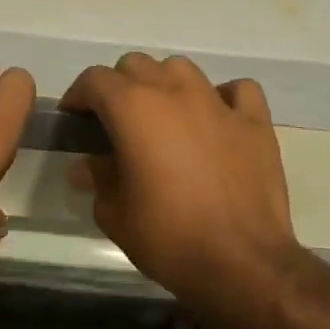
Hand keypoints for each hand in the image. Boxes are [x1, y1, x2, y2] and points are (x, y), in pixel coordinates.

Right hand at [60, 53, 299, 293]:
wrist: (241, 263)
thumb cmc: (168, 237)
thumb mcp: (114, 213)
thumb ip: (98, 178)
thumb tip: (89, 164)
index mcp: (133, 108)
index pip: (94, 79)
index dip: (79, 96)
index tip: (75, 120)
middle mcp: (174, 92)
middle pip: (136, 65)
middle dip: (119, 86)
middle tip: (116, 122)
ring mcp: (217, 103)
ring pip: (181, 68)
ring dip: (164, 84)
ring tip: (163, 116)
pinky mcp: (254, 122)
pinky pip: (236, 90)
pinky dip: (222, 97)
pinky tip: (216, 119)